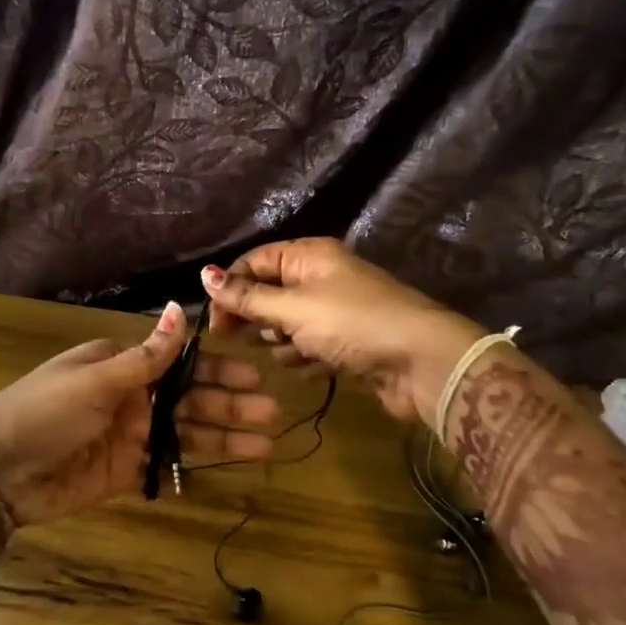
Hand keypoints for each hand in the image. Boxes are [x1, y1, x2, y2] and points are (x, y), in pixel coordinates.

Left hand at [0, 302, 280, 535]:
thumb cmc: (43, 413)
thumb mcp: (95, 380)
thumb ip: (146, 355)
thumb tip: (181, 307)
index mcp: (120, 366)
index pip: (180, 363)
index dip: (217, 370)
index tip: (254, 375)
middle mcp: (130, 398)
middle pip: (189, 400)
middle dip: (230, 405)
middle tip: (271, 413)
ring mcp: (129, 436)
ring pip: (186, 435)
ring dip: (224, 439)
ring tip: (265, 446)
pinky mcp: (125, 472)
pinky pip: (167, 467)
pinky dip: (194, 466)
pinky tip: (228, 467)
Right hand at [201, 239, 482, 422]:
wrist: (421, 362)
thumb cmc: (352, 324)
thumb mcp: (293, 308)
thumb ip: (247, 297)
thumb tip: (204, 274)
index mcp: (309, 256)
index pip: (254, 262)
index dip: (230, 288)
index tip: (214, 323)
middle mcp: (322, 277)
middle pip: (270, 292)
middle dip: (254, 317)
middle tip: (237, 341)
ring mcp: (336, 310)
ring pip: (289, 323)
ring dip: (280, 341)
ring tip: (287, 353)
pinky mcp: (348, 342)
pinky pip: (311, 346)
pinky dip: (305, 357)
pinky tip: (311, 368)